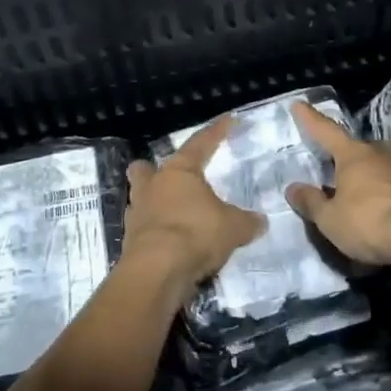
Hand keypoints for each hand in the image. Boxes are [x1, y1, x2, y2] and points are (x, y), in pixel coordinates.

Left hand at [123, 117, 265, 297]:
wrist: (157, 270)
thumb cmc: (196, 233)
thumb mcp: (233, 227)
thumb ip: (247, 221)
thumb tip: (260, 221)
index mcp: (179, 172)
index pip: (200, 143)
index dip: (216, 132)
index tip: (228, 120)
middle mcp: (153, 186)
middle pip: (146, 168)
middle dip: (153, 170)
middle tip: (170, 177)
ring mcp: (137, 213)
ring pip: (140, 198)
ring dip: (153, 203)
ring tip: (173, 214)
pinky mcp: (130, 240)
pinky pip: (144, 228)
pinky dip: (156, 231)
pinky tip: (170, 241)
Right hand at [284, 102, 390, 277]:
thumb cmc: (369, 222)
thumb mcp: (330, 219)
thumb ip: (311, 202)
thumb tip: (293, 188)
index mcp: (353, 155)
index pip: (326, 131)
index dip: (311, 119)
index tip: (300, 104)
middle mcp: (381, 154)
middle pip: (359, 148)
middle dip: (347, 155)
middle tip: (336, 166)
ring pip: (382, 165)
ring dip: (371, 174)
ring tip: (361, 190)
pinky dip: (389, 194)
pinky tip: (386, 210)